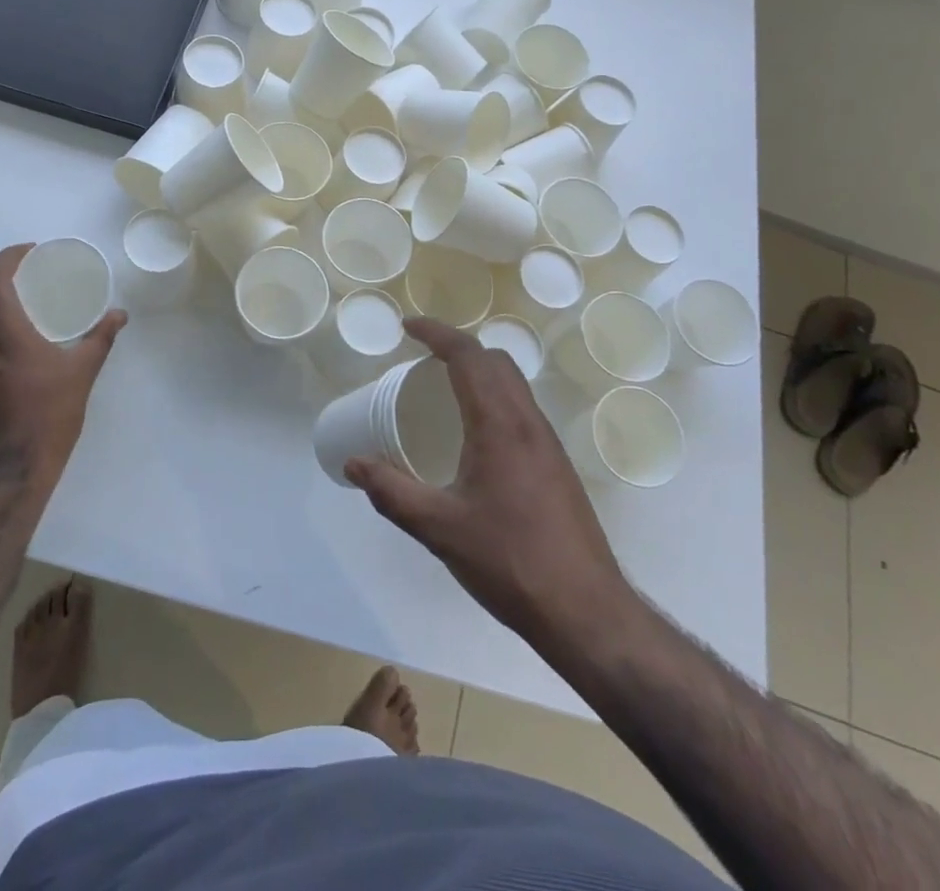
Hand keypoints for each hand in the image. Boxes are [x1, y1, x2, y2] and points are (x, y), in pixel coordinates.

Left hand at [0, 245, 126, 488]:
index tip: (34, 252)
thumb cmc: (48, 415)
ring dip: (0, 298)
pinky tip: (25, 333)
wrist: (11, 469)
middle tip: (38, 271)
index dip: (9, 255)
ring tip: (33, 297)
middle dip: (7, 273)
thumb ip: (100, 338)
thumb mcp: (82, 372)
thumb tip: (119, 314)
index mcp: (4, 330)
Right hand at [346, 318, 632, 642]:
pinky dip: (494, 396)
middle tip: (422, 357)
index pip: (468, 356)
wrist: (586, 611)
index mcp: (500, 425)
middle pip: (495, 360)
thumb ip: (392, 492)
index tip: (407, 327)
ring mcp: (548, 444)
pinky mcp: (557, 465)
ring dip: (479, 370)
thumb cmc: (510, 562)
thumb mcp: (439, 528)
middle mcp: (528, 422)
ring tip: (444, 389)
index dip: (436, 333)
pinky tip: (474, 433)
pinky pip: (522, 408)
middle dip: (457, 347)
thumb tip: (353, 465)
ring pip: (514, 383)